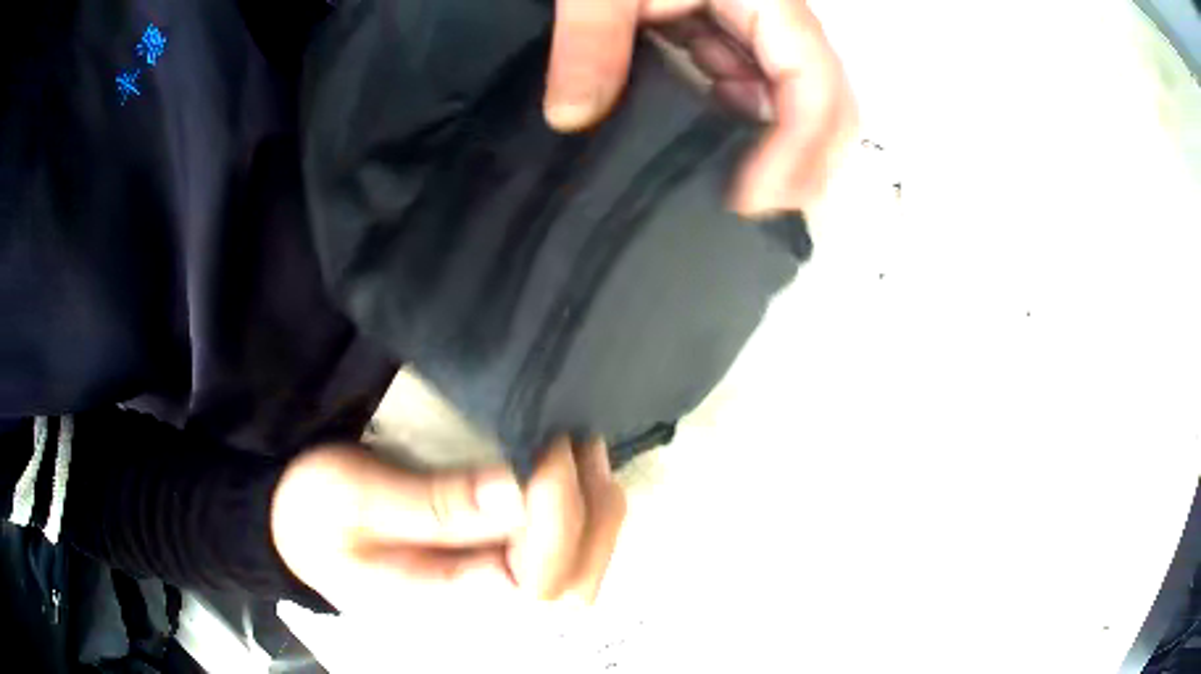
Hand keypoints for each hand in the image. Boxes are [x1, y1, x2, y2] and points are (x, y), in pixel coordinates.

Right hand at [271, 436, 625, 612]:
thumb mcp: (350, 499)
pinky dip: (582, 510)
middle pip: (574, 584)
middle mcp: (481, 605)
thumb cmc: (314, 515)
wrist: (302, 531)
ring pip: (580, 569)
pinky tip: (573, 469)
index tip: (550, 450)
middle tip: (577, 445)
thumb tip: (513, 492)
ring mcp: (492, 587)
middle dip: (589, 516)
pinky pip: (563, 549)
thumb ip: (428, 504)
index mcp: (441, 600)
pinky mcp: (494, 563)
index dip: (555, 519)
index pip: (535, 581)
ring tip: (582, 448)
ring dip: (594, 510)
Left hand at [544, 0, 857, 214]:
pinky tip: (708, 151)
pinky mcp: (724, 31)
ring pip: (791, 100)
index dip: (797, 150)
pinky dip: (737, 125)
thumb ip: (590, 41)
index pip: (813, 84)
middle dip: (804, 163)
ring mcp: (752, 27)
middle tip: (755, 216)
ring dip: (775, 152)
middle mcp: (773, 19)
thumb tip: (573, 119)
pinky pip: (748, 86)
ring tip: (735, 200)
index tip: (751, 204)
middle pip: (824, 101)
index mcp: (765, 1)